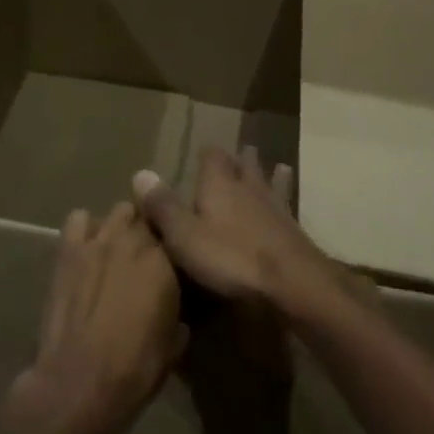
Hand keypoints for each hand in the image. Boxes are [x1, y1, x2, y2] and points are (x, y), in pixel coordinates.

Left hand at [9, 203, 183, 433]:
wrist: (78, 383)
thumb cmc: (134, 370)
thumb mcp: (173, 346)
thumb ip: (179, 316)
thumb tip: (179, 314)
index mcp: (166, 262)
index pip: (177, 232)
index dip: (174, 245)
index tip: (172, 260)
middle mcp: (136, 240)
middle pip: (148, 216)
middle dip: (148, 232)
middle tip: (144, 257)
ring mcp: (100, 240)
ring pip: (119, 211)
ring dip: (121, 226)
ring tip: (116, 249)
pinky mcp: (69, 249)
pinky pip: (78, 219)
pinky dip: (84, 228)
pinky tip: (86, 248)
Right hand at [133, 147, 344, 317]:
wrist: (292, 282)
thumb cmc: (231, 257)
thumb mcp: (185, 235)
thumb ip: (163, 206)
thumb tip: (140, 172)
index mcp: (219, 184)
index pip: (212, 156)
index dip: (207, 153)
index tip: (203, 151)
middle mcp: (248, 187)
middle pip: (245, 164)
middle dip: (240, 159)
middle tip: (240, 152)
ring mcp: (275, 207)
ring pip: (270, 182)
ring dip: (270, 175)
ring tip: (277, 167)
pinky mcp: (293, 230)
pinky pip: (287, 208)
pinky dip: (285, 204)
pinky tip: (289, 208)